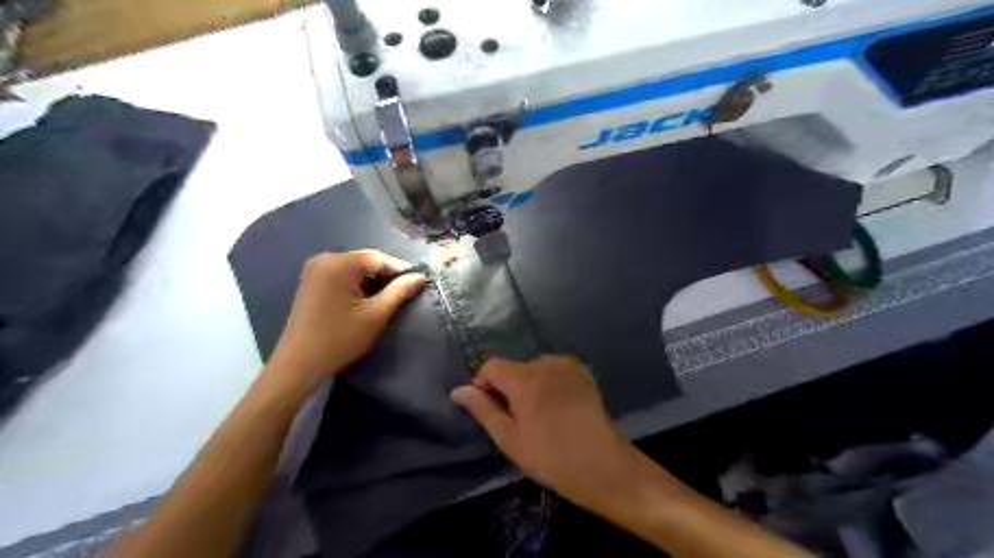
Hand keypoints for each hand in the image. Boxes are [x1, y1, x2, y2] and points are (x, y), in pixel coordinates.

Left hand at [267, 248, 426, 395]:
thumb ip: (400, 291)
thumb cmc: (340, 339)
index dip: (401, 269)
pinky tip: (365, 300)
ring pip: (355, 268)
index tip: (418, 282)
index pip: (379, 258)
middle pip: (365, 260)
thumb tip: (421, 276)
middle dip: (386, 274)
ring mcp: (315, 269)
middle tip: (405, 292)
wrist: (299, 364)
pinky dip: (357, 284)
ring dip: (372, 280)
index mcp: (339, 264)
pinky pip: (342, 274)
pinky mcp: (311, 281)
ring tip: (387, 297)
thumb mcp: (376, 315)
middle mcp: (324, 259)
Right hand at [453, 357, 644, 508]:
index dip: (484, 384)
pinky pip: (554, 370)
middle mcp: (545, 363)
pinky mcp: (582, 372)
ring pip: (534, 369)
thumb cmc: (551, 458)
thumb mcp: (510, 438)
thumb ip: (483, 409)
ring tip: (539, 415)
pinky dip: (548, 383)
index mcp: (524, 378)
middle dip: (508, 387)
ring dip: (528, 385)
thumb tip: (458, 391)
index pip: (491, 366)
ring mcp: (567, 365)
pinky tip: (557, 407)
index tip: (490, 410)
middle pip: (513, 367)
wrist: (603, 466)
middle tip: (516, 420)